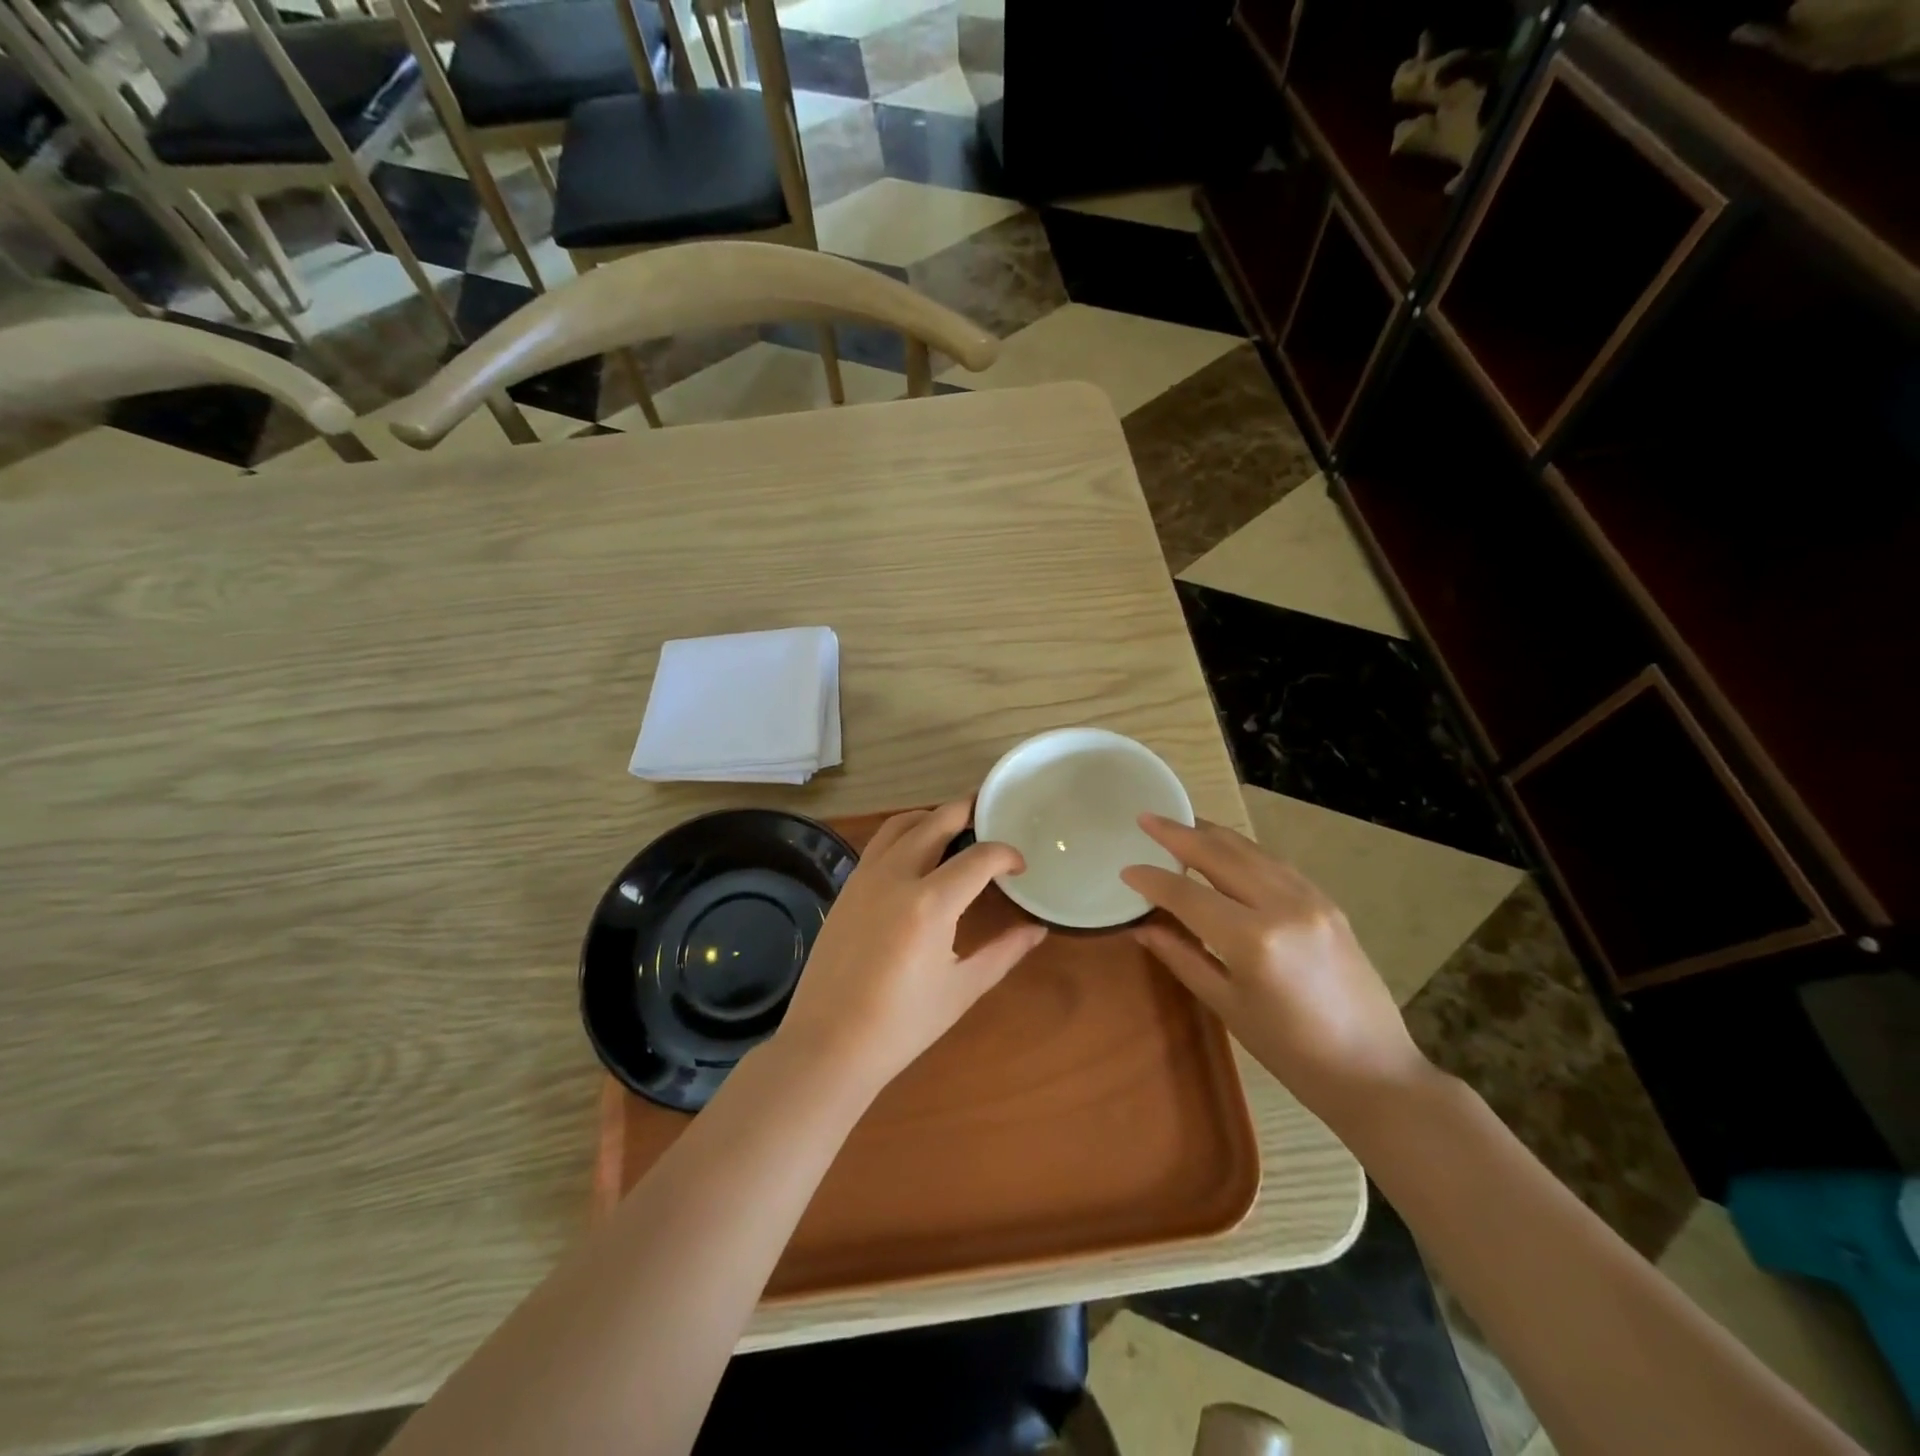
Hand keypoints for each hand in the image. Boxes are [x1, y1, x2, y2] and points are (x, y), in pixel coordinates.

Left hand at [777, 800, 1047, 1094]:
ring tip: (954, 826)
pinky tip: (917, 855)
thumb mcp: (962, 989)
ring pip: (901, 824)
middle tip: (990, 812)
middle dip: (968, 810)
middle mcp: (896, 876)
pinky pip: (879, 844)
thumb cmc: (902, 1025)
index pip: (979, 857)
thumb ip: (1004, 952)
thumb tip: (1037, 930)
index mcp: (930, 903)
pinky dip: (904, 834)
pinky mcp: (846, 888)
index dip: (1006, 854)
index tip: (1019, 865)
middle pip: (936, 821)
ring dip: (932, 816)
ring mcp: (865, 878)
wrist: (828, 1044)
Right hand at [1120, 815, 1432, 1116]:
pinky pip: (1275, 862)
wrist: (1374, 1071)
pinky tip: (1226, 850)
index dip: (1153, 879)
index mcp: (1253, 940)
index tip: (1126, 869)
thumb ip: (1183, 957)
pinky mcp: (1327, 901)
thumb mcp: (1228, 1006)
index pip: (1188, 894)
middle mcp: (1282, 906)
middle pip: (1219, 855)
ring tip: (1180, 825)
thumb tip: (1143, 927)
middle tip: (1146, 818)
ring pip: (1250, 850)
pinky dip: (1242, 850)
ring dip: (1211, 834)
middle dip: (1179, 834)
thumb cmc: (1292, 1053)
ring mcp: (1311, 898)